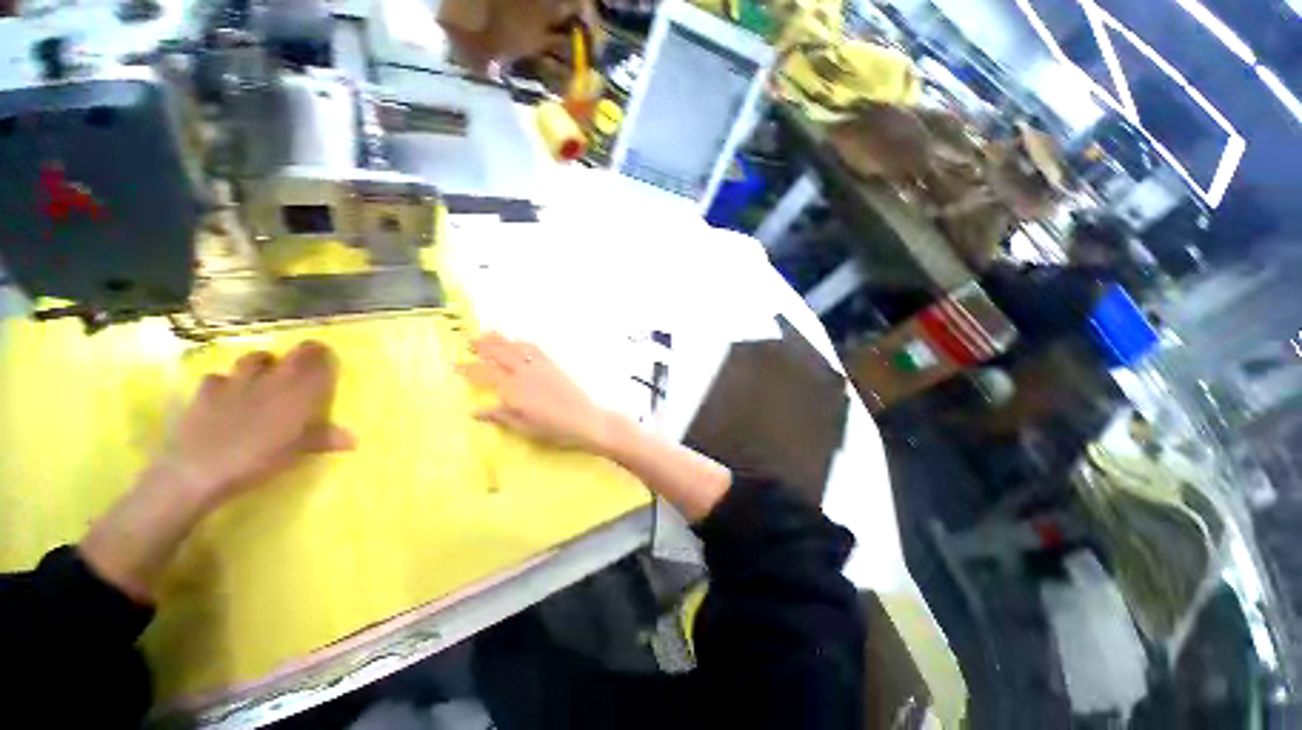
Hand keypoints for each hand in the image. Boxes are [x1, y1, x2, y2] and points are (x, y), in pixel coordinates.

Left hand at [169, 341, 355, 509]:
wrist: (201, 468)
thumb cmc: (260, 460)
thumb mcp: (299, 452)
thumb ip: (324, 439)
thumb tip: (352, 440)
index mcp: (299, 391)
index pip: (317, 360)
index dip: (323, 355)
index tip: (328, 356)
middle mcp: (271, 379)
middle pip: (291, 354)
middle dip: (301, 354)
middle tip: (304, 362)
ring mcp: (236, 382)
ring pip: (253, 358)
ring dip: (263, 363)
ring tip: (265, 375)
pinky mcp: (206, 391)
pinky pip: (218, 377)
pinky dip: (225, 381)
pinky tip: (226, 392)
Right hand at [457, 333, 609, 451]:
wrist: (583, 419)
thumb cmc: (552, 428)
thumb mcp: (522, 426)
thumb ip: (498, 416)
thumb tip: (473, 411)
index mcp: (513, 389)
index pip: (485, 374)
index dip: (468, 369)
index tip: (453, 364)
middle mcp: (524, 373)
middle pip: (499, 355)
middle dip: (482, 346)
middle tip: (467, 340)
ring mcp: (539, 367)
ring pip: (516, 348)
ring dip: (500, 340)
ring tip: (487, 334)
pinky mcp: (552, 366)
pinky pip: (535, 350)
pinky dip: (522, 343)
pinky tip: (517, 343)